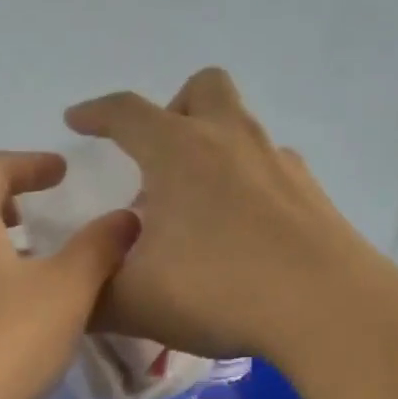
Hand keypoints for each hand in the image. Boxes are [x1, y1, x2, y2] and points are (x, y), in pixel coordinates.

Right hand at [66, 67, 394, 363]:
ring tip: (196, 208)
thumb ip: (90, 298)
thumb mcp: (133, 304)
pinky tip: (240, 234)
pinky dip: (246, 186)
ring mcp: (278, 163)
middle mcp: (230, 141)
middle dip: (172, 110)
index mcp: (178, 152)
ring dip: (211, 149)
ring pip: (241, 128)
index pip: (126, 113)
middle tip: (156, 159)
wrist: (325, 309)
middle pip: (202, 90)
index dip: (95, 113)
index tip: (76, 120)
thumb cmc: (217, 291)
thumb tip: (72, 294)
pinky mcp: (311, 195)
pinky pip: (270, 170)